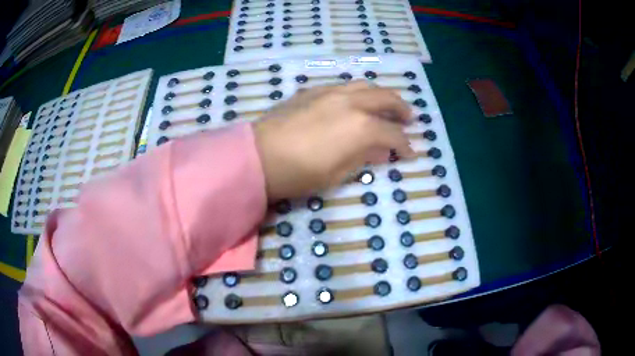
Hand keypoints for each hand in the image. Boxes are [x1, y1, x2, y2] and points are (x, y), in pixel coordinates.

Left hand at [253, 81, 414, 200]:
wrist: (258, 156)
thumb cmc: (298, 173)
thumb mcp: (337, 174)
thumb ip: (364, 158)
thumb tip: (383, 151)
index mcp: (360, 127)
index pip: (393, 134)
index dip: (405, 145)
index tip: (410, 153)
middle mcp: (350, 102)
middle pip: (386, 98)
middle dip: (401, 109)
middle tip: (409, 119)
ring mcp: (330, 92)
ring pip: (365, 85)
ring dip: (381, 95)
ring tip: (386, 105)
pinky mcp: (312, 91)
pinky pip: (342, 86)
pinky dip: (357, 92)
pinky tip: (354, 102)